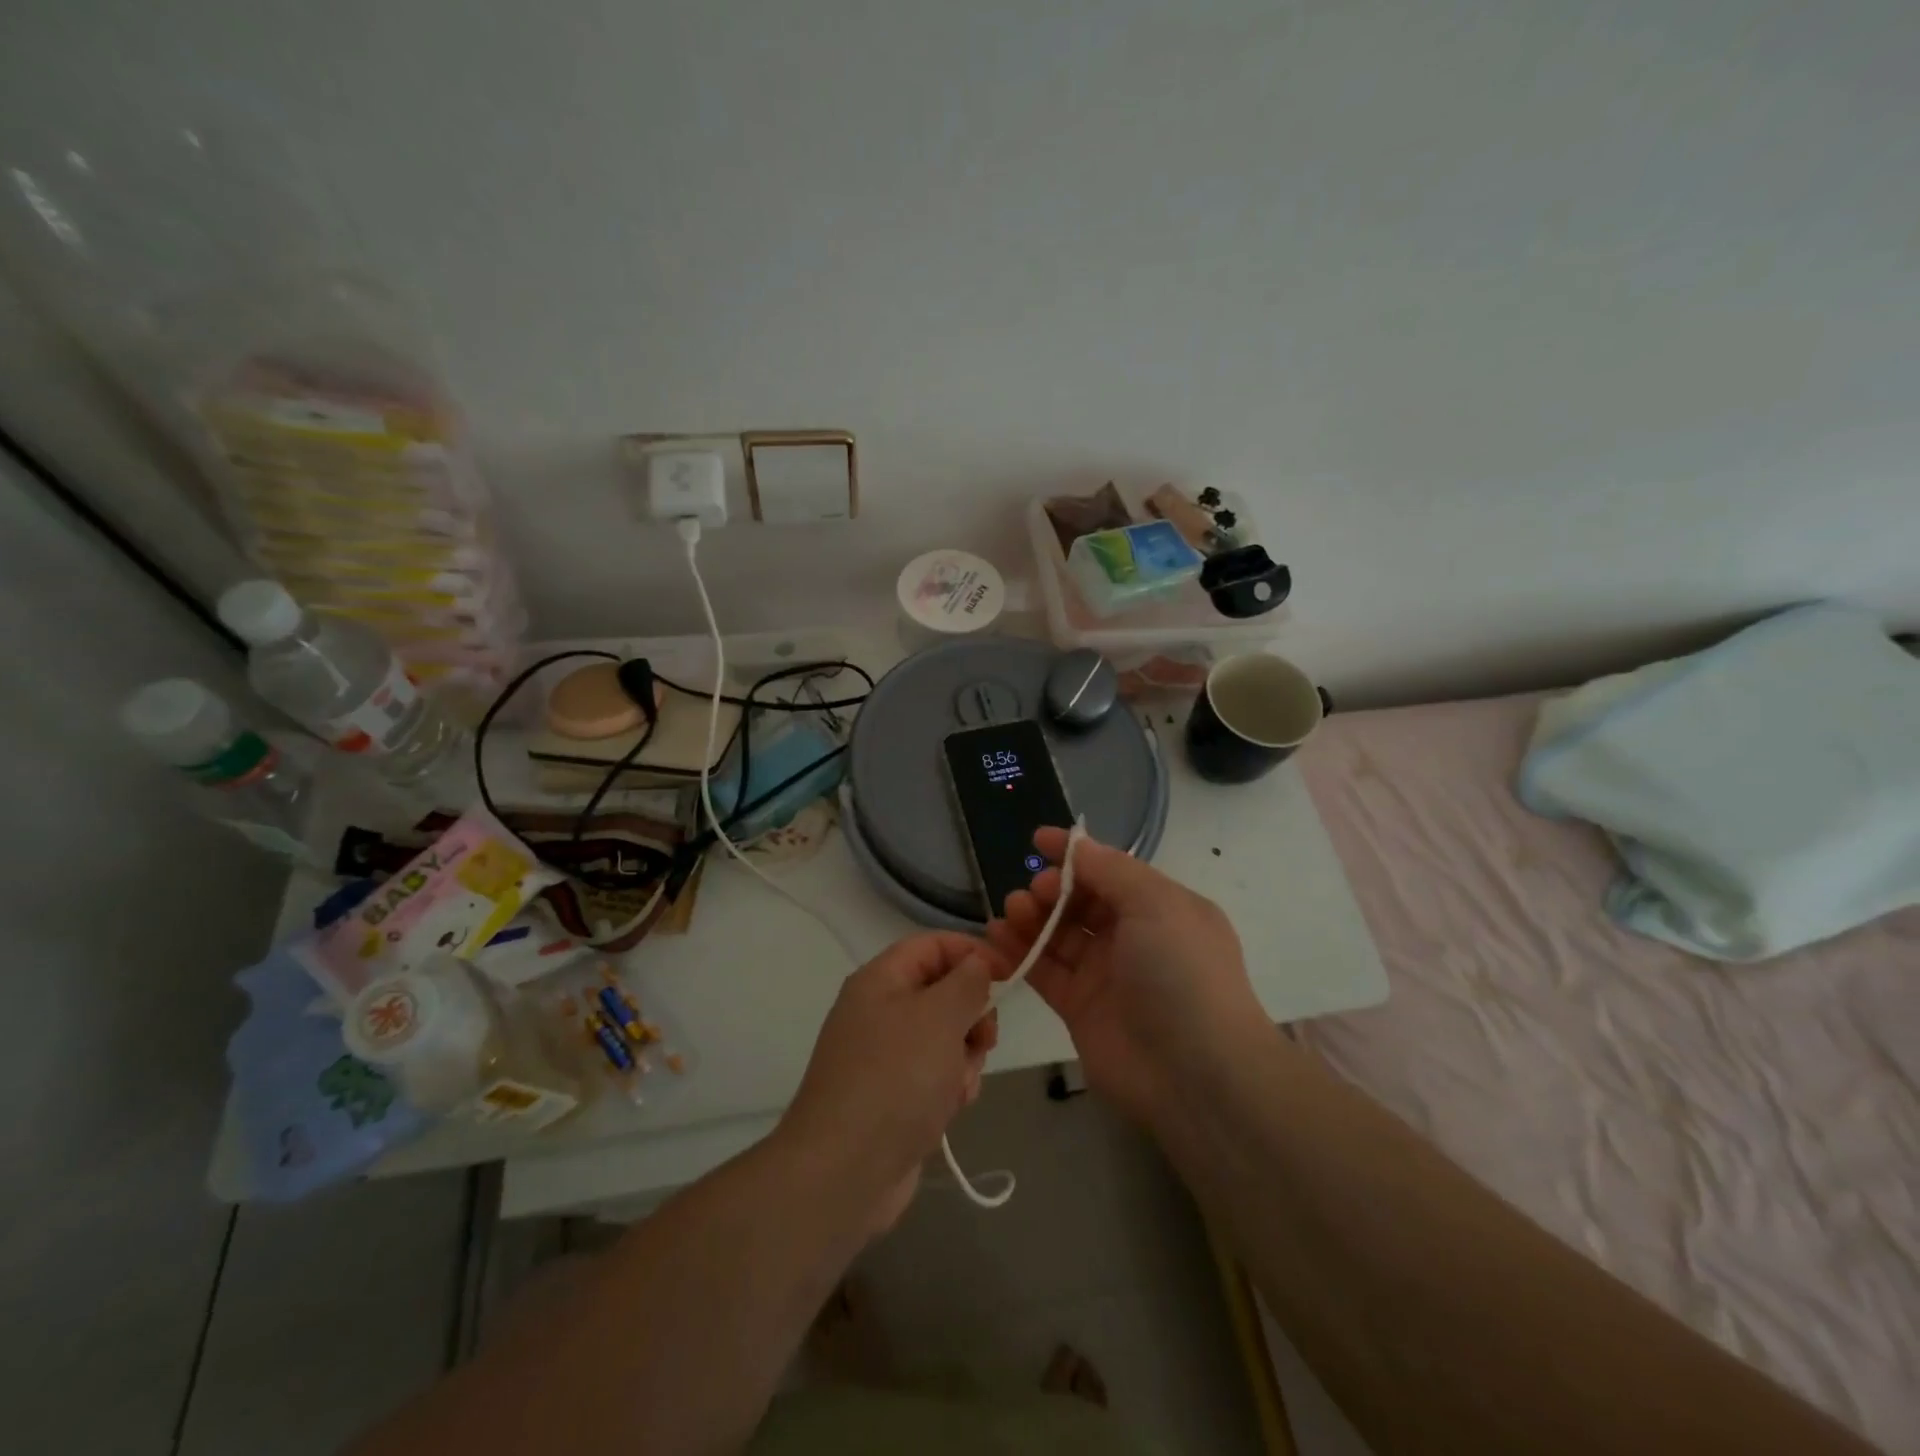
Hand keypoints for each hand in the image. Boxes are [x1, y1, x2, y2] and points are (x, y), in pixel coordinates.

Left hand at [778, 932, 1003, 1231]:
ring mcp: (883, 1056)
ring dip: (964, 1058)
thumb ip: (967, 982)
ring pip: (945, 1038)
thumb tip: (978, 963)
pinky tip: (949, 1110)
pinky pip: (934, 1075)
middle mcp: (879, 1011)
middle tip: (984, 1040)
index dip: (973, 952)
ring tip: (957, 1086)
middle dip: (972, 1015)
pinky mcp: (892, 1096)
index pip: (934, 944)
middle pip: (943, 992)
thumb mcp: (940, 1016)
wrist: (844, 1171)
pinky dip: (949, 1088)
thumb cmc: (896, 1078)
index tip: (1010, 977)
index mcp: (880, 980)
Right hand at [988, 828, 1263, 1122]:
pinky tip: (997, 935)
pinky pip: (1045, 970)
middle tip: (1035, 891)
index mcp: (1160, 908)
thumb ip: (1112, 871)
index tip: (1038, 840)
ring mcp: (1106, 974)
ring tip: (1011, 910)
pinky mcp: (1079, 1008)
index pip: (1111, 870)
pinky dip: (1021, 952)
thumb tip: (1078, 846)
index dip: (1075, 854)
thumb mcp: (1157, 905)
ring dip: (1032, 917)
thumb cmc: (1181, 973)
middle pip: (1081, 901)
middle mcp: (1134, 938)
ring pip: (1059, 934)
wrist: (1194, 1074)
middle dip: (1053, 888)